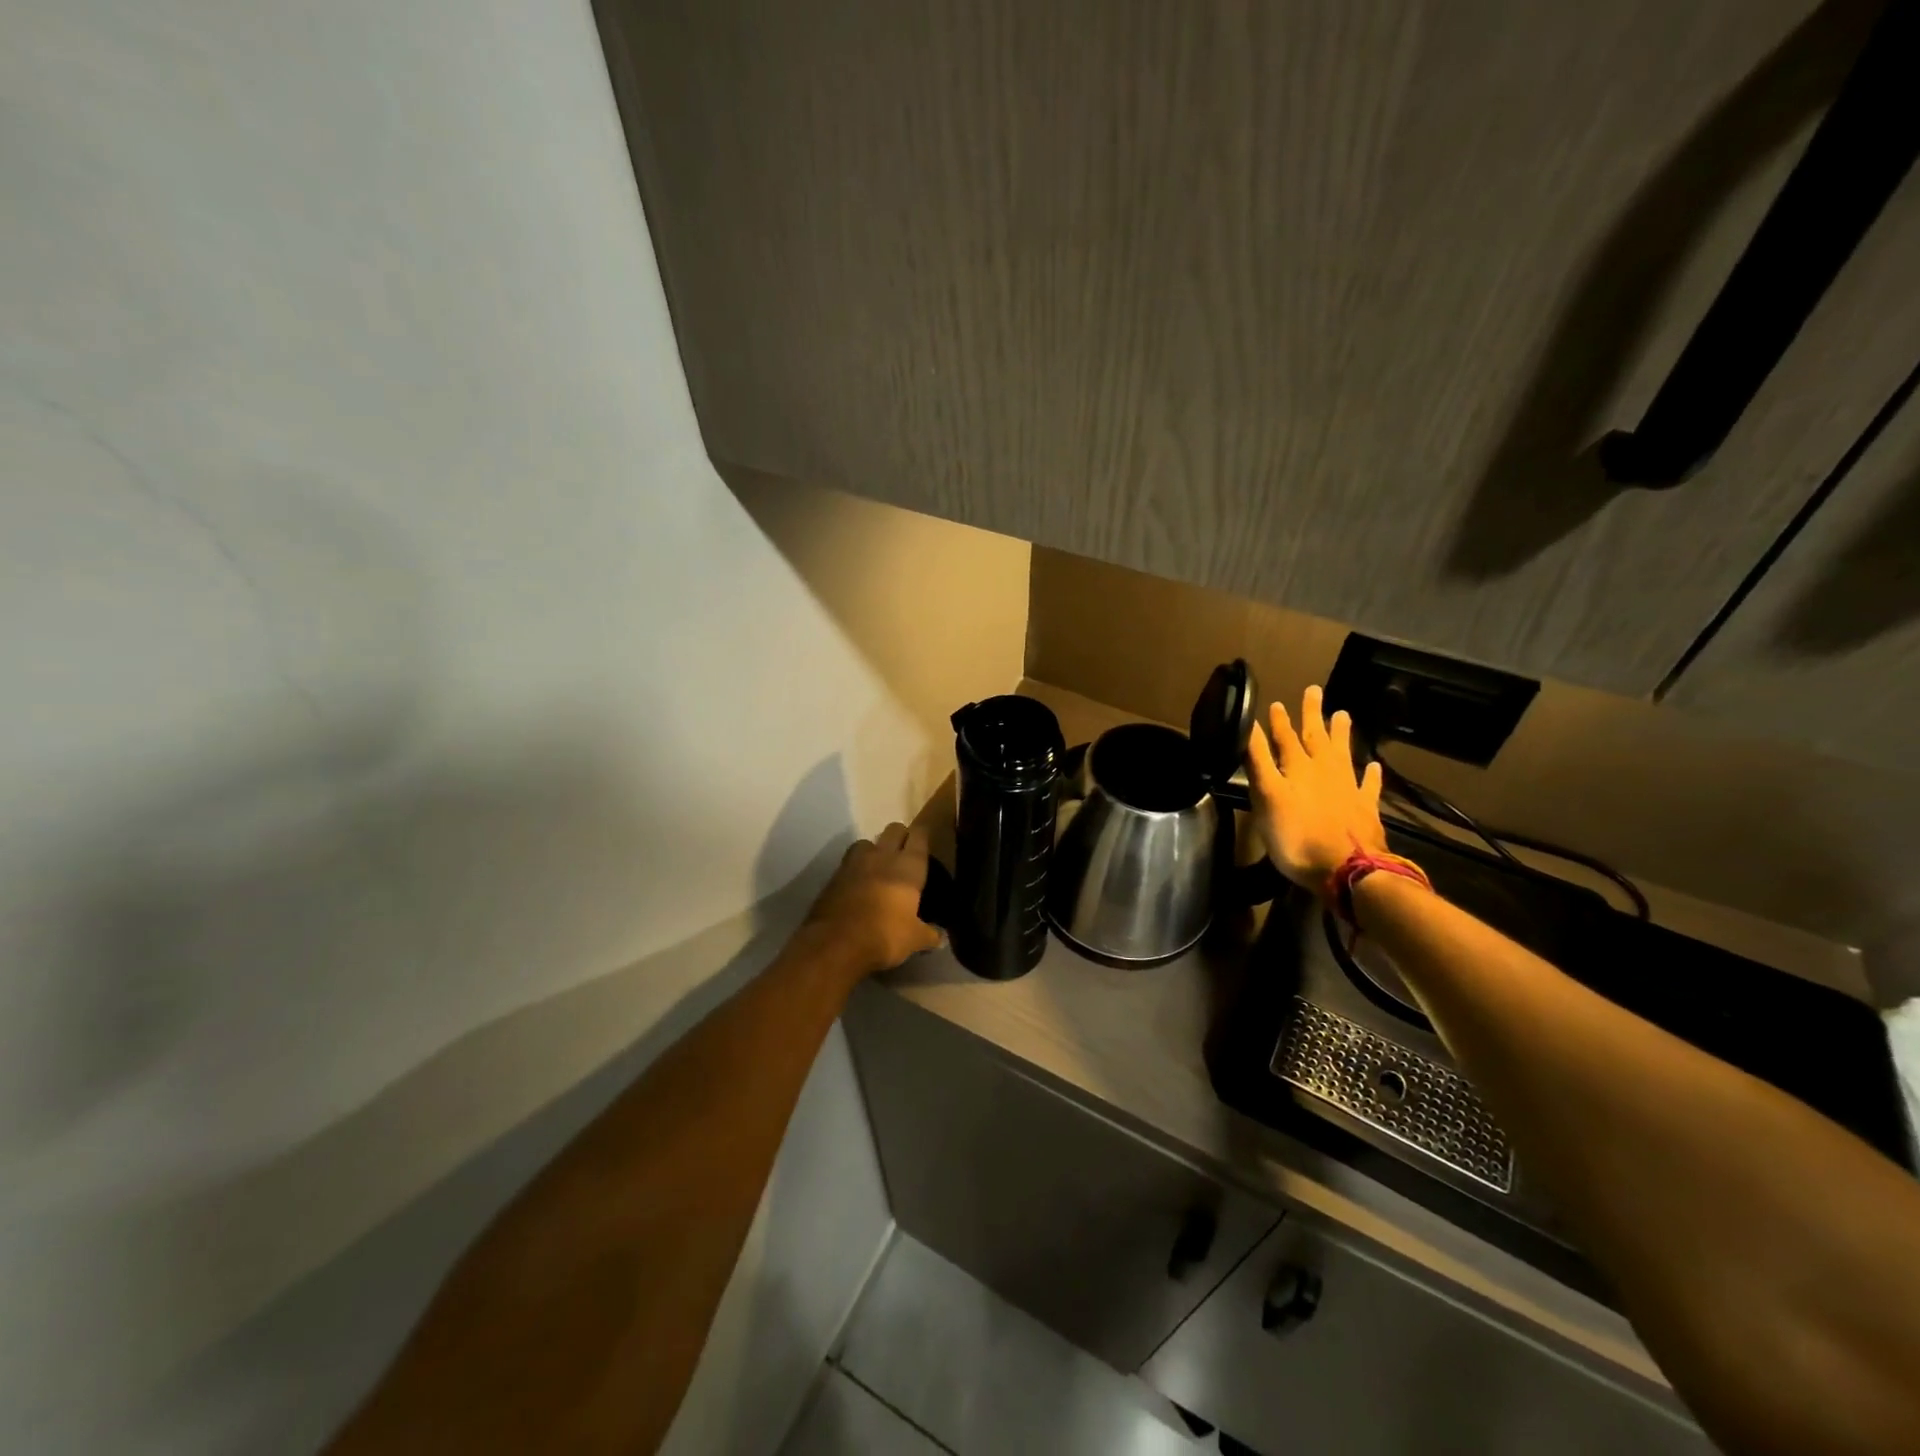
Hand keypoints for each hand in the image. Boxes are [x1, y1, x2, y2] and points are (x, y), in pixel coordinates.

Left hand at [804, 823, 941, 974]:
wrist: (835, 942)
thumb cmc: (885, 935)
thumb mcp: (914, 939)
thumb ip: (930, 934)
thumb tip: (941, 937)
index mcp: (908, 866)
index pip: (920, 835)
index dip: (923, 835)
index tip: (926, 841)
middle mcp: (883, 855)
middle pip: (894, 829)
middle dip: (901, 836)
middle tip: (905, 855)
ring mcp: (855, 862)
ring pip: (868, 841)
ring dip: (875, 849)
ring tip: (879, 867)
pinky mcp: (835, 875)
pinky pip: (849, 861)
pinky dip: (856, 868)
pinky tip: (859, 884)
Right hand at [1247, 685, 1386, 889]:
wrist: (1347, 869)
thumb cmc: (1297, 836)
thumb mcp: (1267, 798)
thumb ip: (1258, 763)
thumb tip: (1249, 729)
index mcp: (1297, 768)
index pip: (1284, 738)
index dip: (1279, 721)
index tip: (1276, 703)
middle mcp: (1324, 771)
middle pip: (1316, 737)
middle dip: (1312, 715)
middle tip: (1314, 691)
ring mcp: (1348, 788)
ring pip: (1343, 753)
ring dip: (1340, 734)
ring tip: (1342, 715)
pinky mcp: (1365, 809)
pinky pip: (1368, 785)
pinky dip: (1370, 774)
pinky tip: (1374, 767)